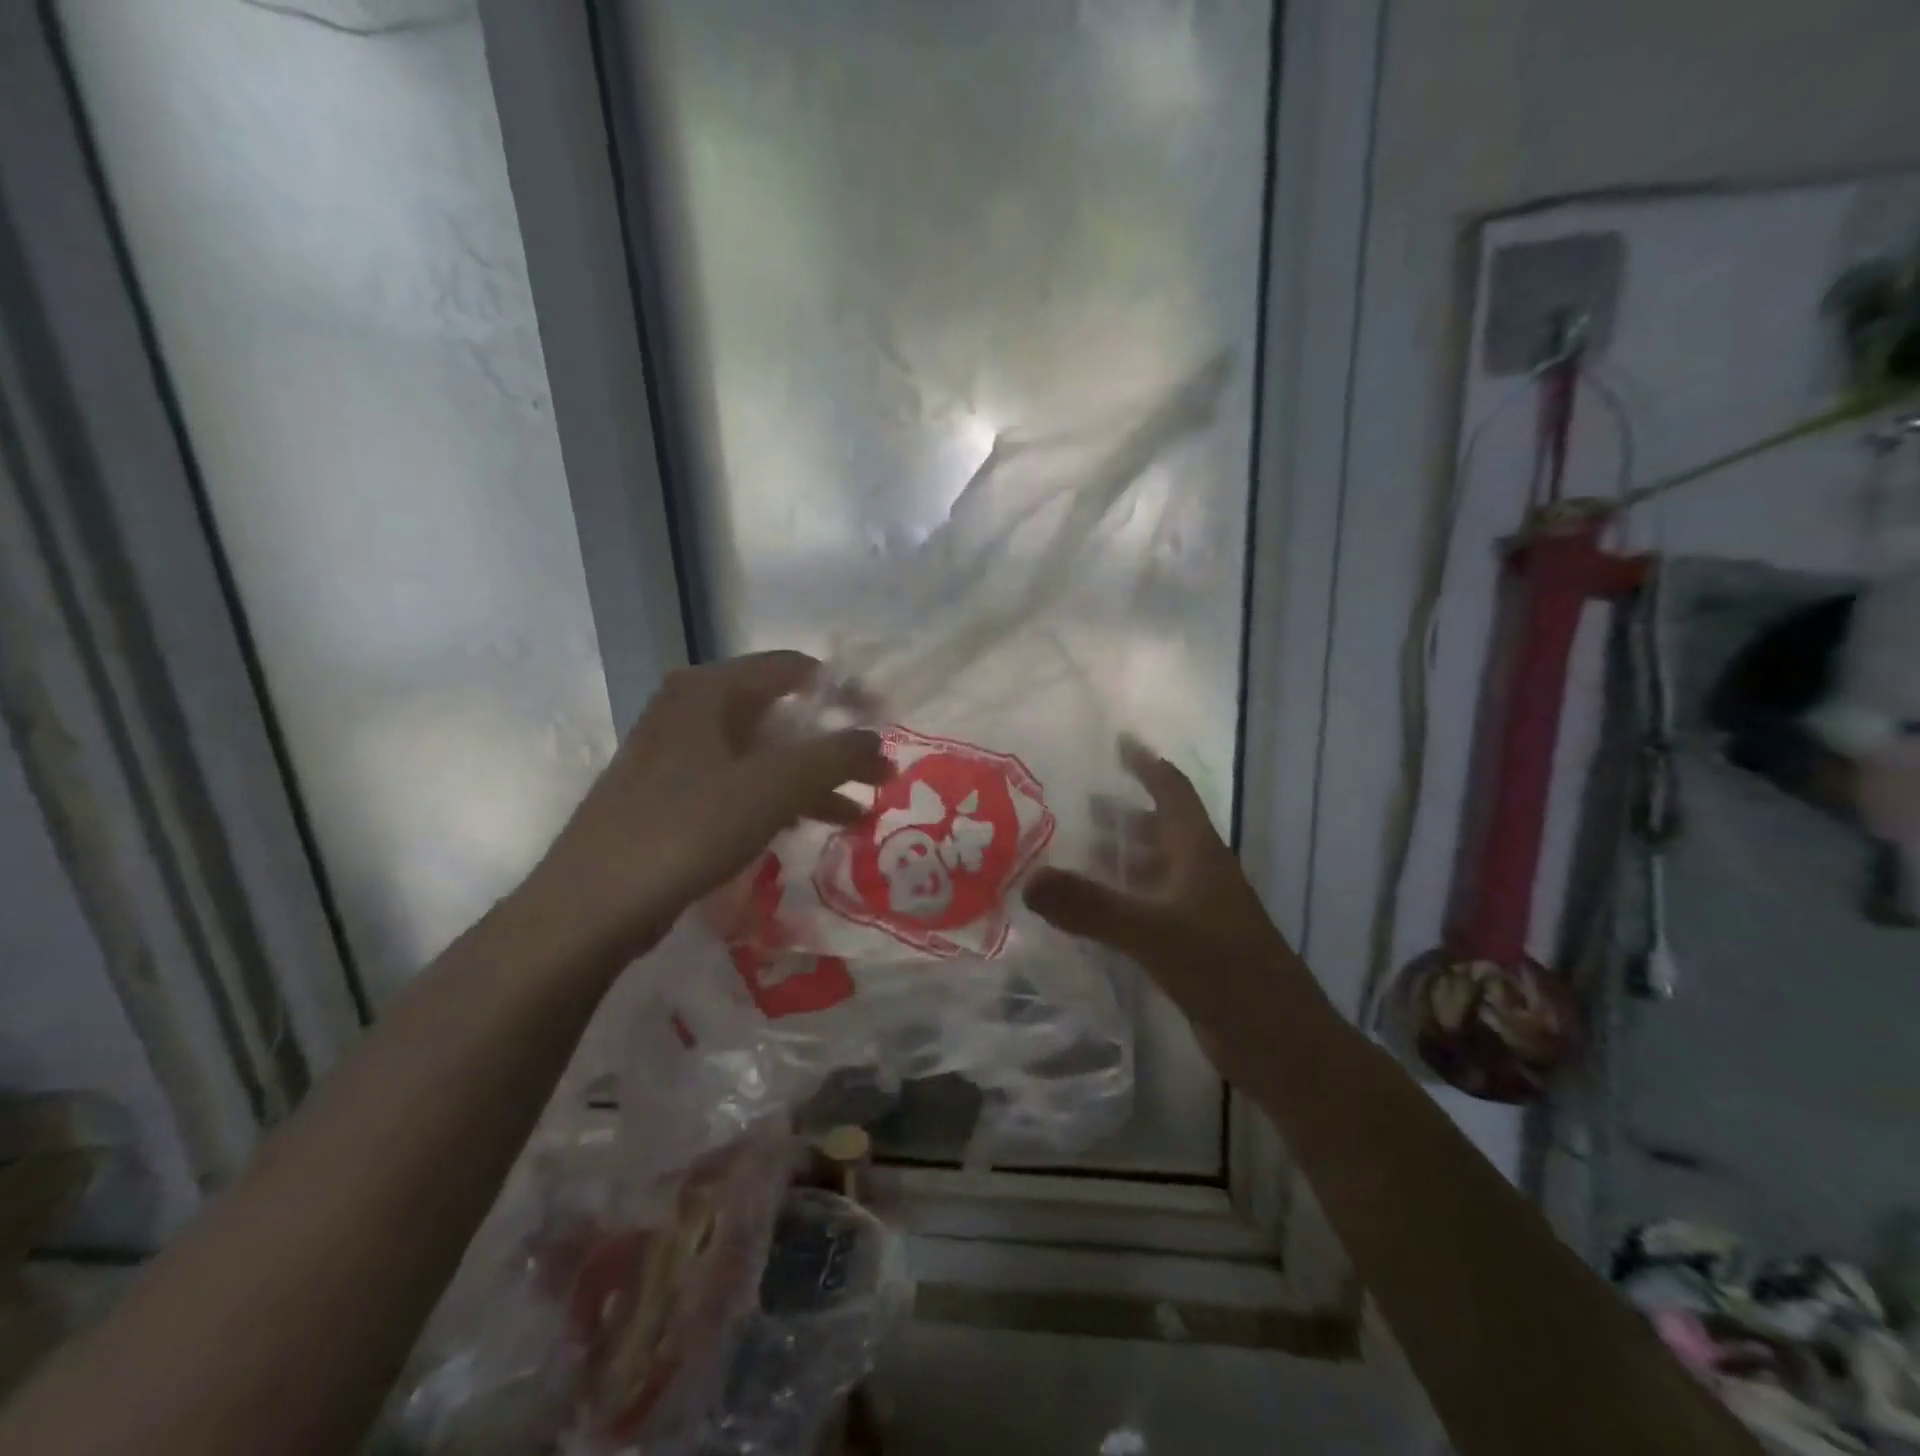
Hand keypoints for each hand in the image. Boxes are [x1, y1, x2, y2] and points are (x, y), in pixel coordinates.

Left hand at [522, 652, 889, 964]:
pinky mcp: (671, 795)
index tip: (885, 725)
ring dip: (812, 780)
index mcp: (709, 690)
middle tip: (878, 776)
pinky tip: (807, 828)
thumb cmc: (686, 830)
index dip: (847, 693)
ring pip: (762, 754)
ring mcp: (676, 754)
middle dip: (834, 746)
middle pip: (781, 713)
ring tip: (857, 814)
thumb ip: (834, 757)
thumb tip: (878, 741)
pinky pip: (740, 785)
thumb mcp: (772, 788)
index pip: (795, 669)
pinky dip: (778, 801)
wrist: (591, 906)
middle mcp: (690, 710)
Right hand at [1023, 736, 1283, 1006]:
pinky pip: (1147, 907)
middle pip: (1158, 828)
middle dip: (1121, 811)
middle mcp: (1198, 873)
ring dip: (1119, 855)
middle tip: (1074, 800)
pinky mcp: (1189, 945)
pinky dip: (1120, 898)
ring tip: (1073, 849)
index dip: (1146, 763)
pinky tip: (1090, 910)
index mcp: (1198, 852)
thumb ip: (1091, 906)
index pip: (1172, 790)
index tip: (1117, 740)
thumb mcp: (1153, 932)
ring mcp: (1196, 911)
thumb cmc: (1224, 969)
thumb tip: (1028, 880)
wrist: (1279, 1041)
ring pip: (1152, 869)